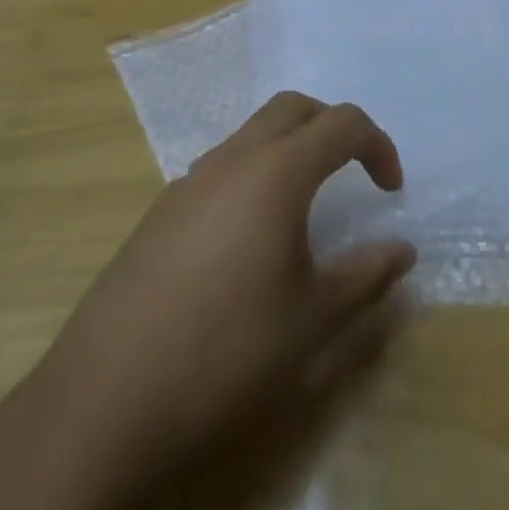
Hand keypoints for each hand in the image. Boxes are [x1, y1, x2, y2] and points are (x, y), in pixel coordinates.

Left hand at [26, 93, 415, 502]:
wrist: (107, 400)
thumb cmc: (226, 353)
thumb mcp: (313, 320)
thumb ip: (365, 275)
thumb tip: (402, 250)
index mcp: (276, 173)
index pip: (341, 124)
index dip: (377, 145)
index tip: (391, 190)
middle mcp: (232, 160)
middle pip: (292, 109)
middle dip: (332, 127)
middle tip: (353, 172)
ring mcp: (189, 182)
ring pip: (250, 134)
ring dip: (289, 149)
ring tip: (305, 207)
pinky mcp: (160, 211)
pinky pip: (220, 168)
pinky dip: (252, 176)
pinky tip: (250, 240)